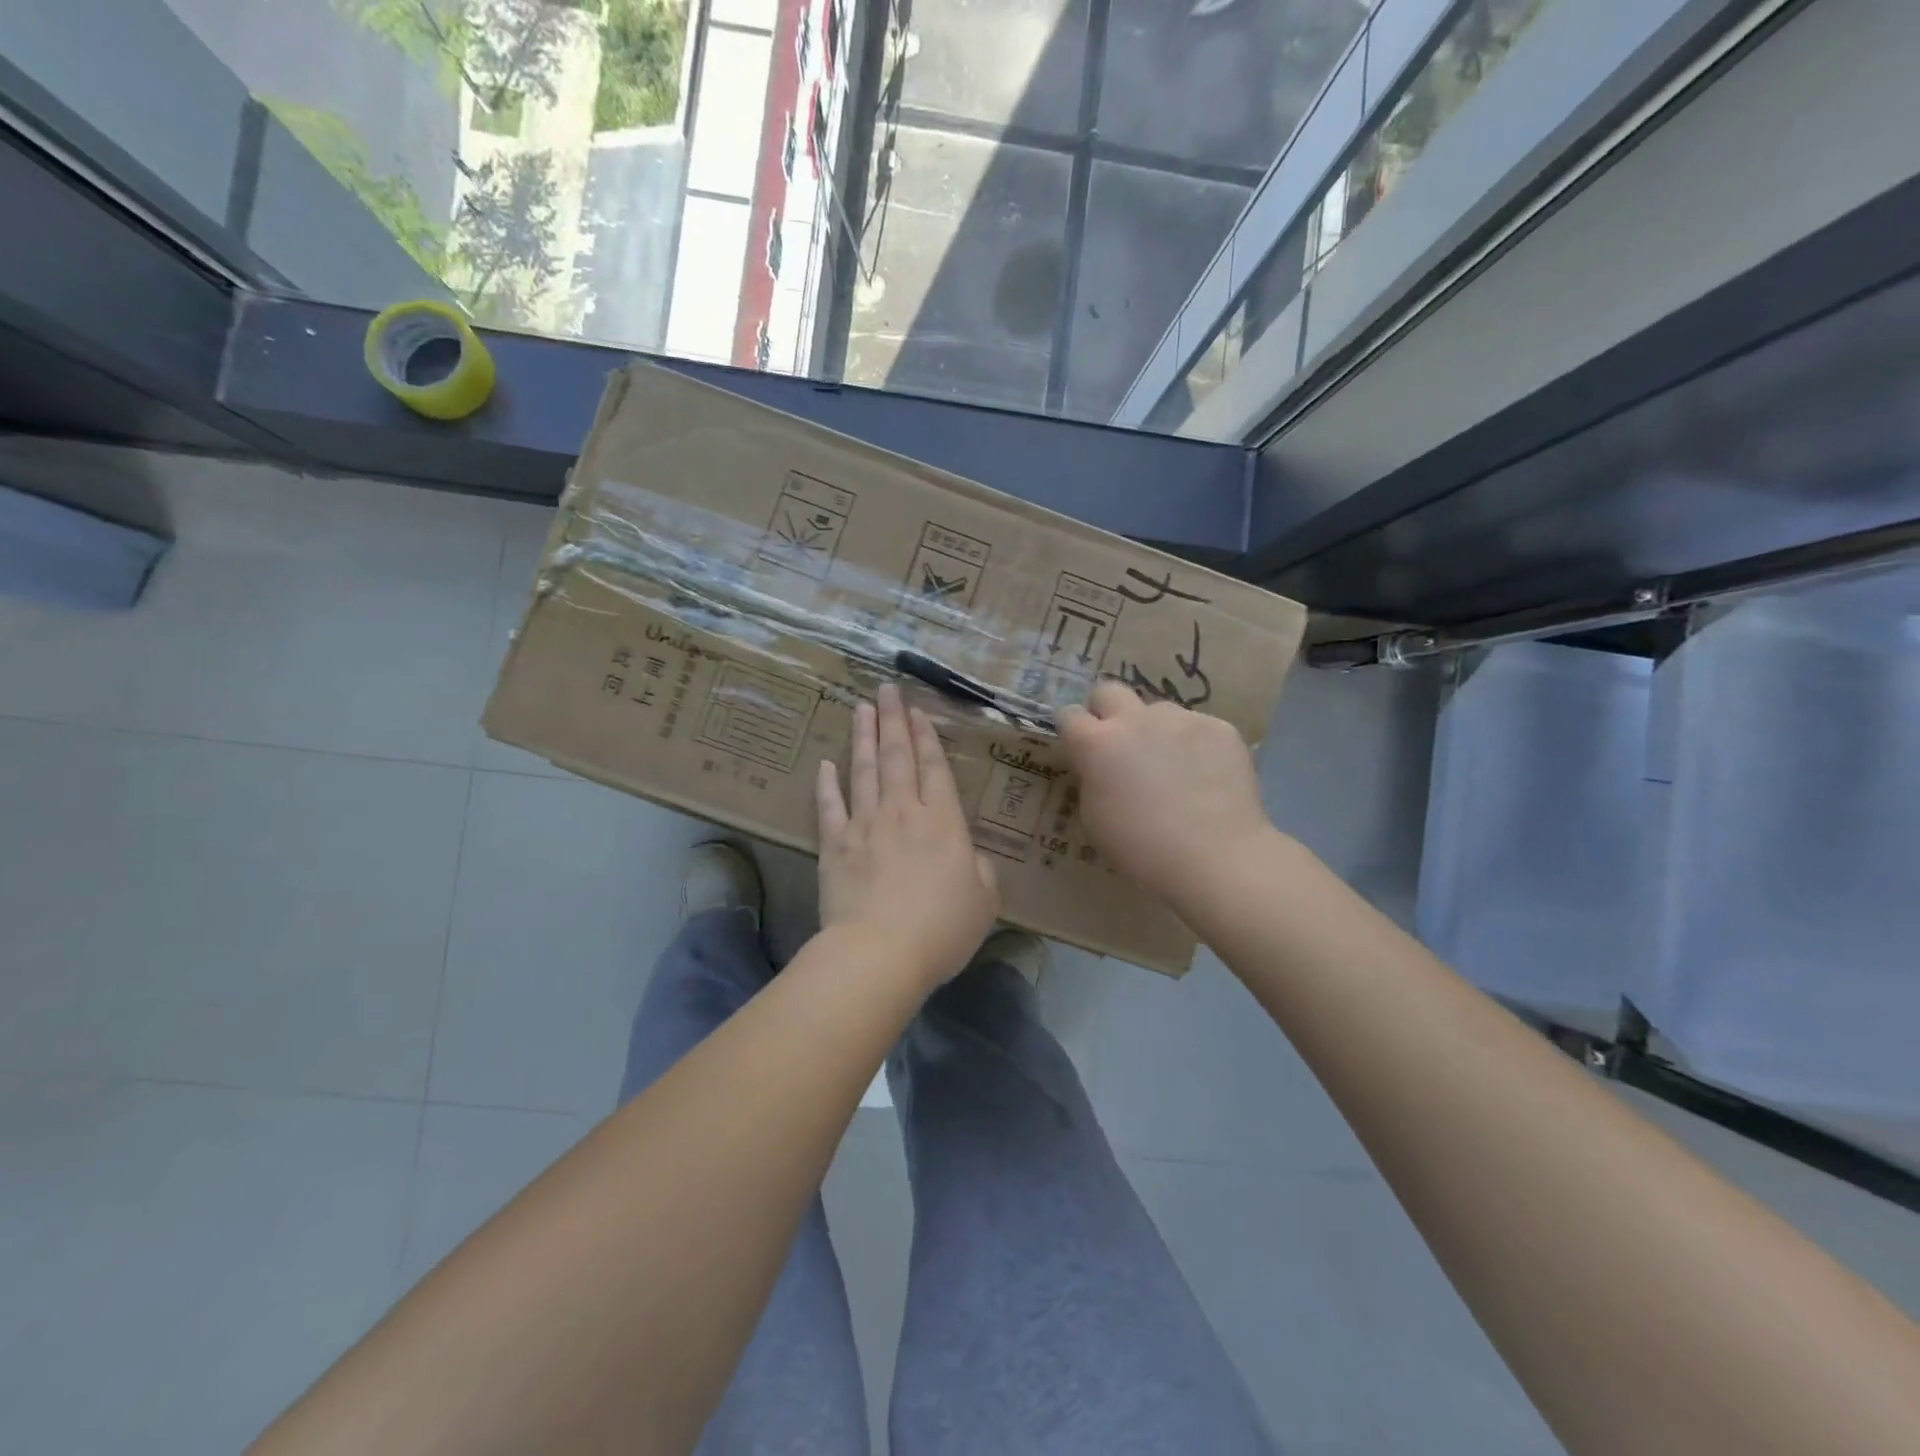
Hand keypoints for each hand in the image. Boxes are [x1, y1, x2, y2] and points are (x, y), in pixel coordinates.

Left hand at [816, 684, 998, 987]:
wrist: (880, 952)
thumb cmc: (941, 929)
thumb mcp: (984, 901)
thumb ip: (981, 870)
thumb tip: (970, 855)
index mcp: (943, 822)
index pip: (934, 768)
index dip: (926, 737)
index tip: (917, 710)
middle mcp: (902, 812)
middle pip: (896, 757)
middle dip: (893, 720)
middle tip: (886, 690)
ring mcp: (865, 825)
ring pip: (863, 770)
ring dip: (862, 737)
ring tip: (860, 708)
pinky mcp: (834, 846)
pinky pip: (829, 807)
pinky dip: (826, 784)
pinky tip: (825, 764)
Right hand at [1058, 680, 1275, 908]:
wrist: (1215, 857)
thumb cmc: (1142, 849)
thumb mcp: (1094, 818)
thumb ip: (1091, 779)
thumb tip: (1098, 766)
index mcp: (1097, 744)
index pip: (1069, 714)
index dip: (1073, 730)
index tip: (1080, 748)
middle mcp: (1135, 719)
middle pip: (1110, 691)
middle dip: (1108, 711)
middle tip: (1120, 744)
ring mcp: (1181, 719)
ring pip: (1158, 710)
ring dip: (1156, 730)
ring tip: (1173, 766)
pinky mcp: (1219, 727)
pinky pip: (1197, 727)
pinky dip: (1194, 745)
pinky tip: (1205, 776)